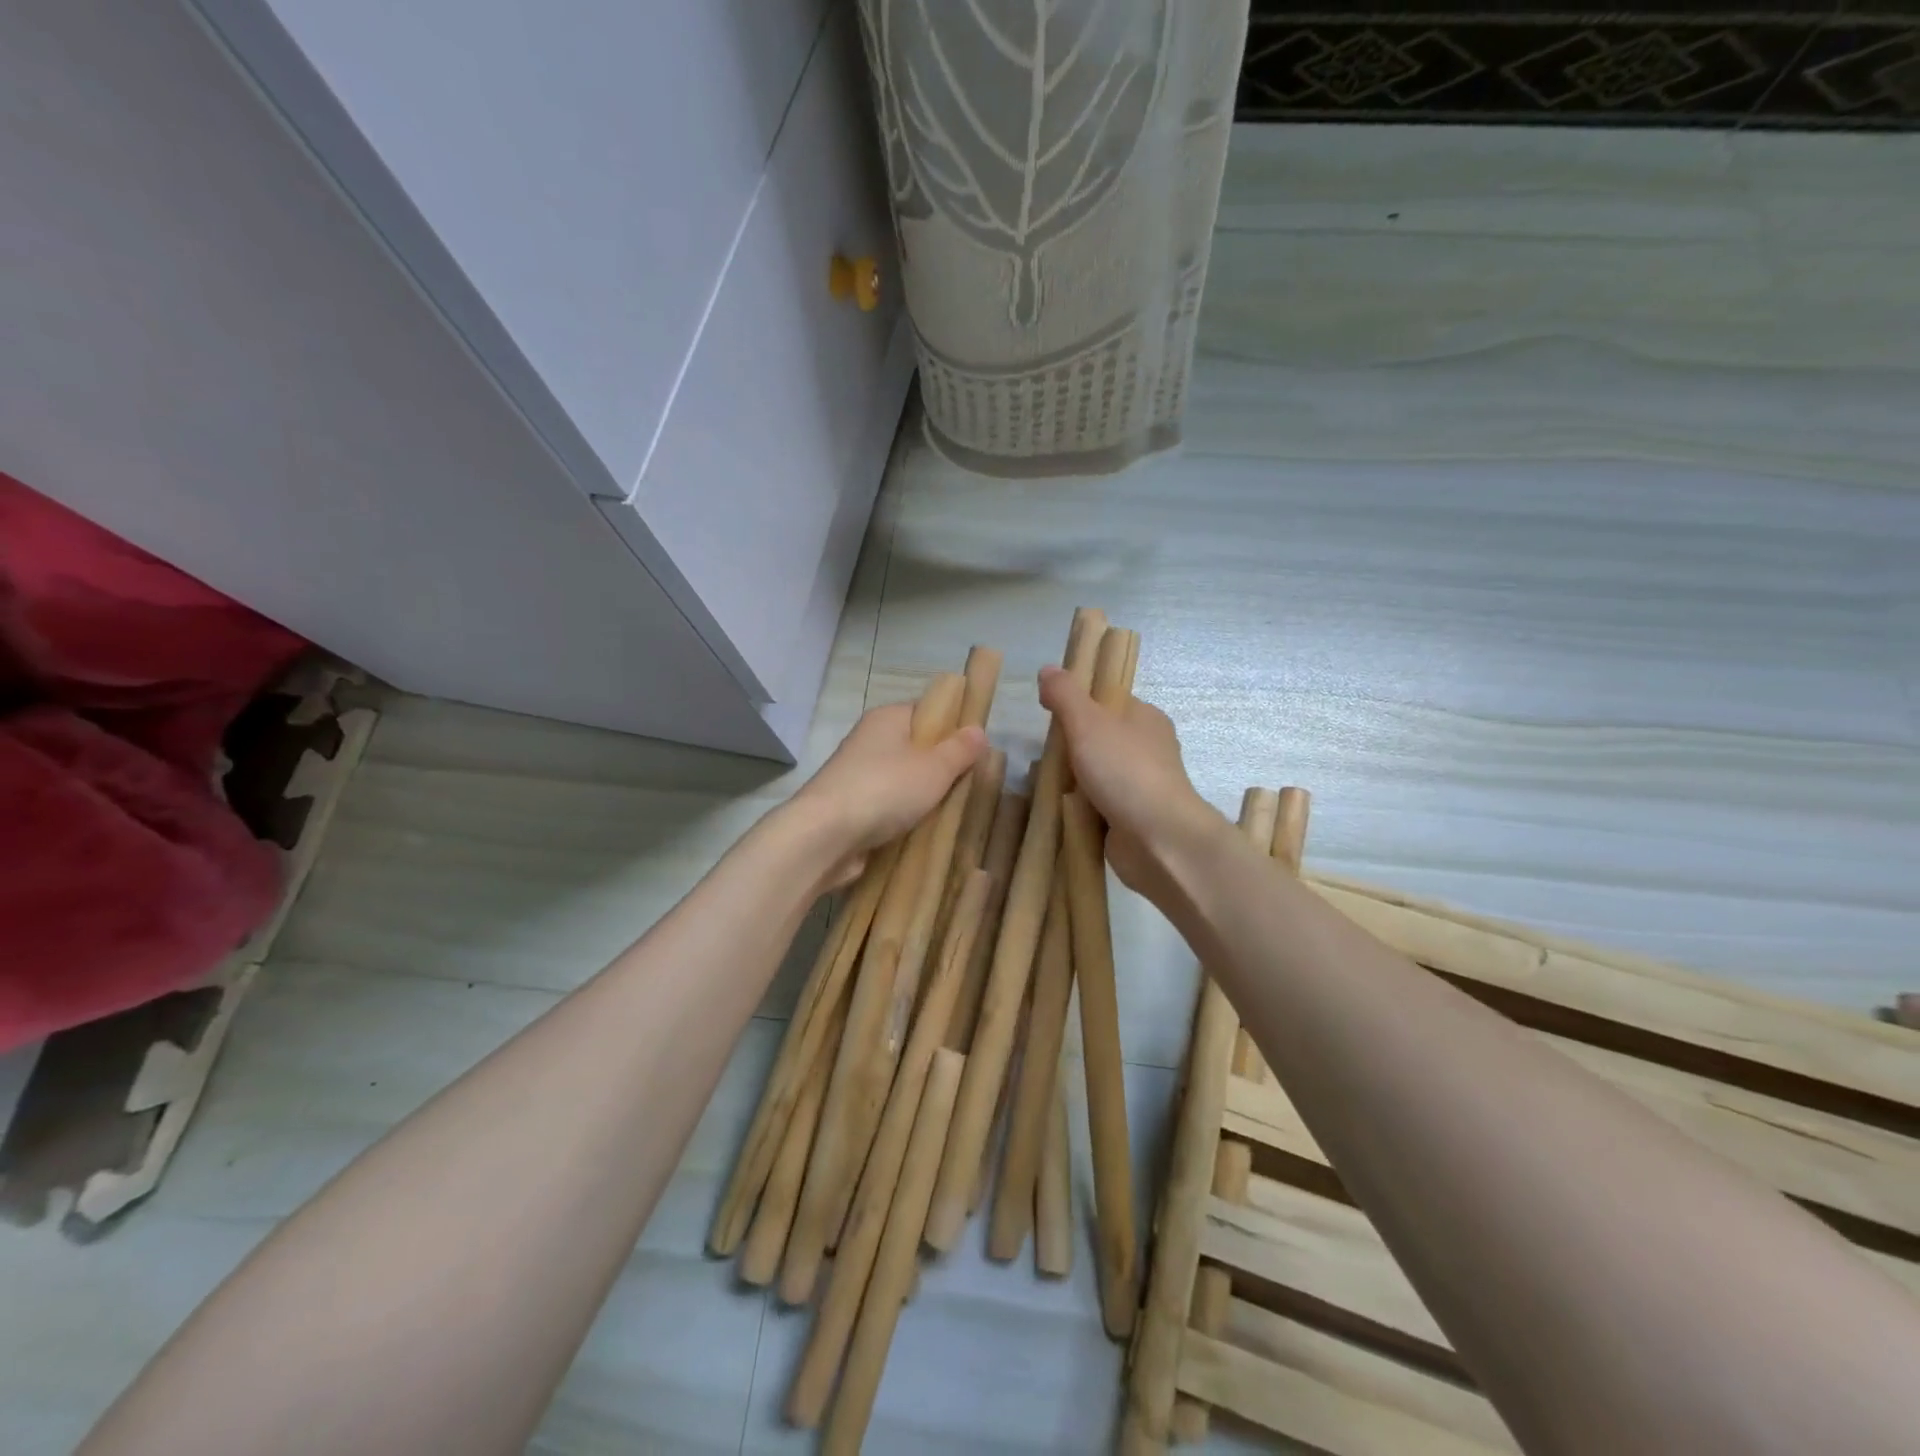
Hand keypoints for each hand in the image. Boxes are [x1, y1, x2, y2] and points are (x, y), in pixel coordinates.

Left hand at [786, 703, 986, 884]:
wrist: (825, 836)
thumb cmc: (885, 790)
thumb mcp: (934, 768)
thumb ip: (960, 750)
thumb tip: (978, 730)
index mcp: (887, 718)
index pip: (928, 711)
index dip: (954, 726)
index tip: (977, 750)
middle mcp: (870, 741)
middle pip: (916, 748)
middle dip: (942, 766)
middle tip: (972, 785)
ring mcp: (858, 775)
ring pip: (903, 780)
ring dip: (925, 796)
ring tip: (955, 811)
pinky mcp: (852, 808)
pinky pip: (889, 806)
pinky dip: (906, 817)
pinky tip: (926, 830)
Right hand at [1039, 665, 1221, 898]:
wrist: (1158, 840)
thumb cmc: (1125, 771)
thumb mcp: (1088, 722)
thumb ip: (1065, 695)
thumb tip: (1047, 670)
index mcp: (1145, 718)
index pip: (1106, 701)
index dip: (1076, 704)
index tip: (1047, 714)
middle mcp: (1145, 749)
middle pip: (1096, 739)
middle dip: (1067, 747)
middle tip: (1041, 754)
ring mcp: (1139, 786)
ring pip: (1093, 774)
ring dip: (1069, 780)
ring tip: (1040, 783)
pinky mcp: (1130, 818)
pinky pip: (1095, 805)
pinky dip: (1077, 808)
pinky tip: (1056, 809)